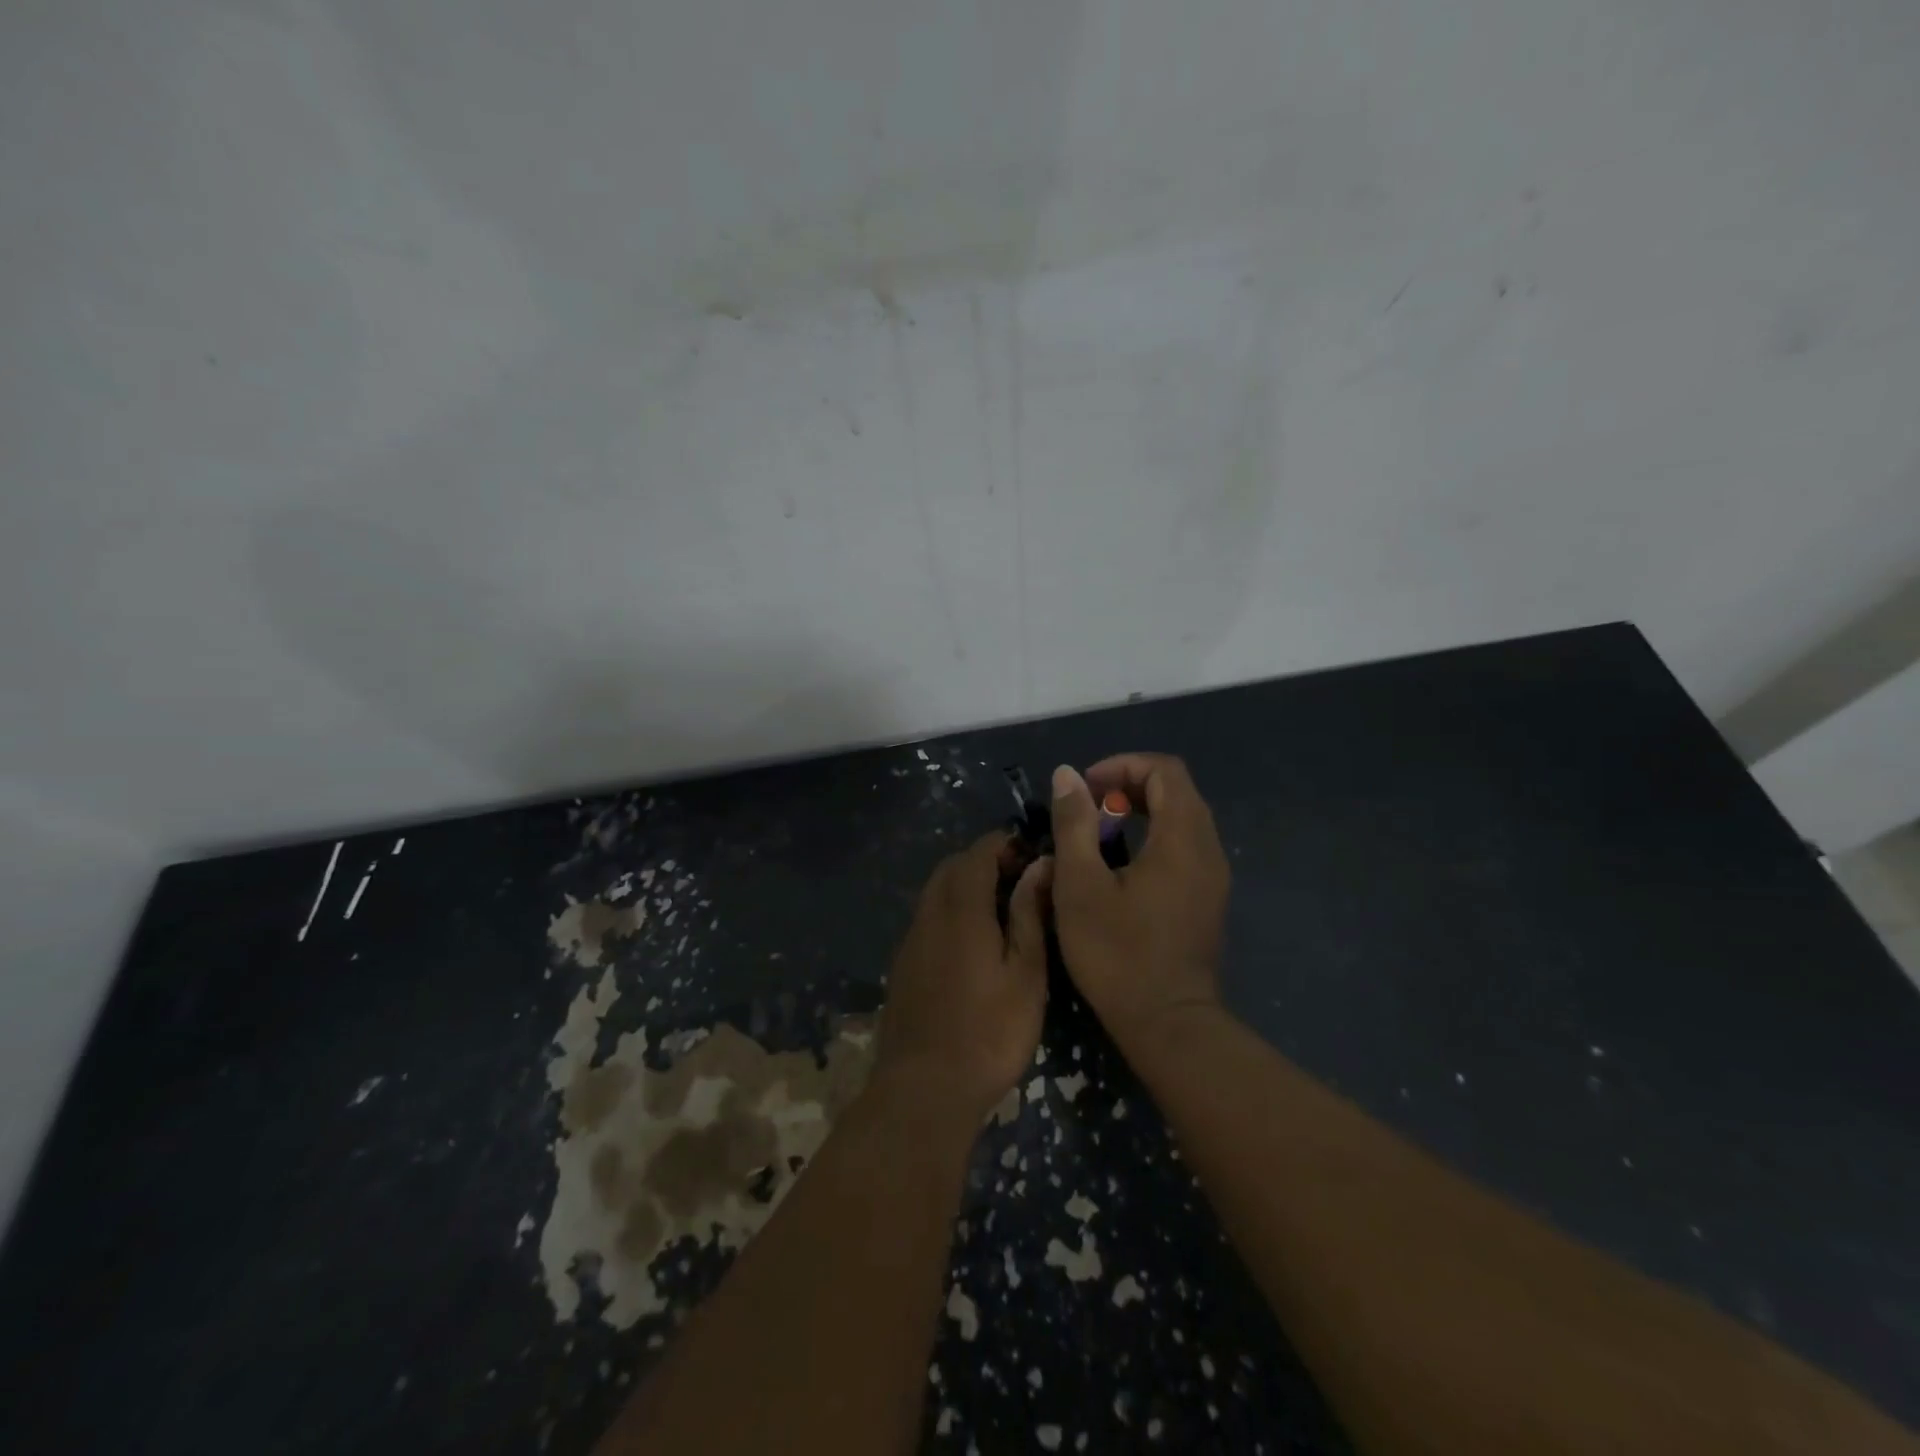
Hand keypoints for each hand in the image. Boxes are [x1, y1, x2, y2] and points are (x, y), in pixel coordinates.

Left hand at [875, 834, 1051, 1121]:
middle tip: (1019, 879)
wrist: (924, 1089)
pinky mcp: (903, 964)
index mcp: (961, 909)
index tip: (1031, 853)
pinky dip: (950, 911)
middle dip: (983, 860)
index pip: (977, 853)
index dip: (1003, 844)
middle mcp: (929, 914)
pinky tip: (972, 942)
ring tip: (1001, 909)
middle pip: (952, 867)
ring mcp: (911, 940)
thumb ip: (1030, 914)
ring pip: (935, 892)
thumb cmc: (989, 1033)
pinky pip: (927, 918)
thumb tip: (1040, 865)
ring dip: (965, 885)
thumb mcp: (1026, 975)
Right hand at [1048, 755, 1230, 1047]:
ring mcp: (1213, 877)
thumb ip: (1074, 824)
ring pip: (1183, 819)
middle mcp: (1208, 849)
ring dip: (1142, 812)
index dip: (1123, 766)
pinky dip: (1154, 837)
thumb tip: (1067, 775)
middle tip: (1089, 808)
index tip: (1086, 789)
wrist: (1168, 1024)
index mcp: (1182, 839)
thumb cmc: (1118, 953)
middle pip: (1177, 791)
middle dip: (1130, 786)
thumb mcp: (1080, 885)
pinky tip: (1122, 867)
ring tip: (1100, 835)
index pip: (1165, 770)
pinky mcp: (1208, 899)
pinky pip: (1186, 846)